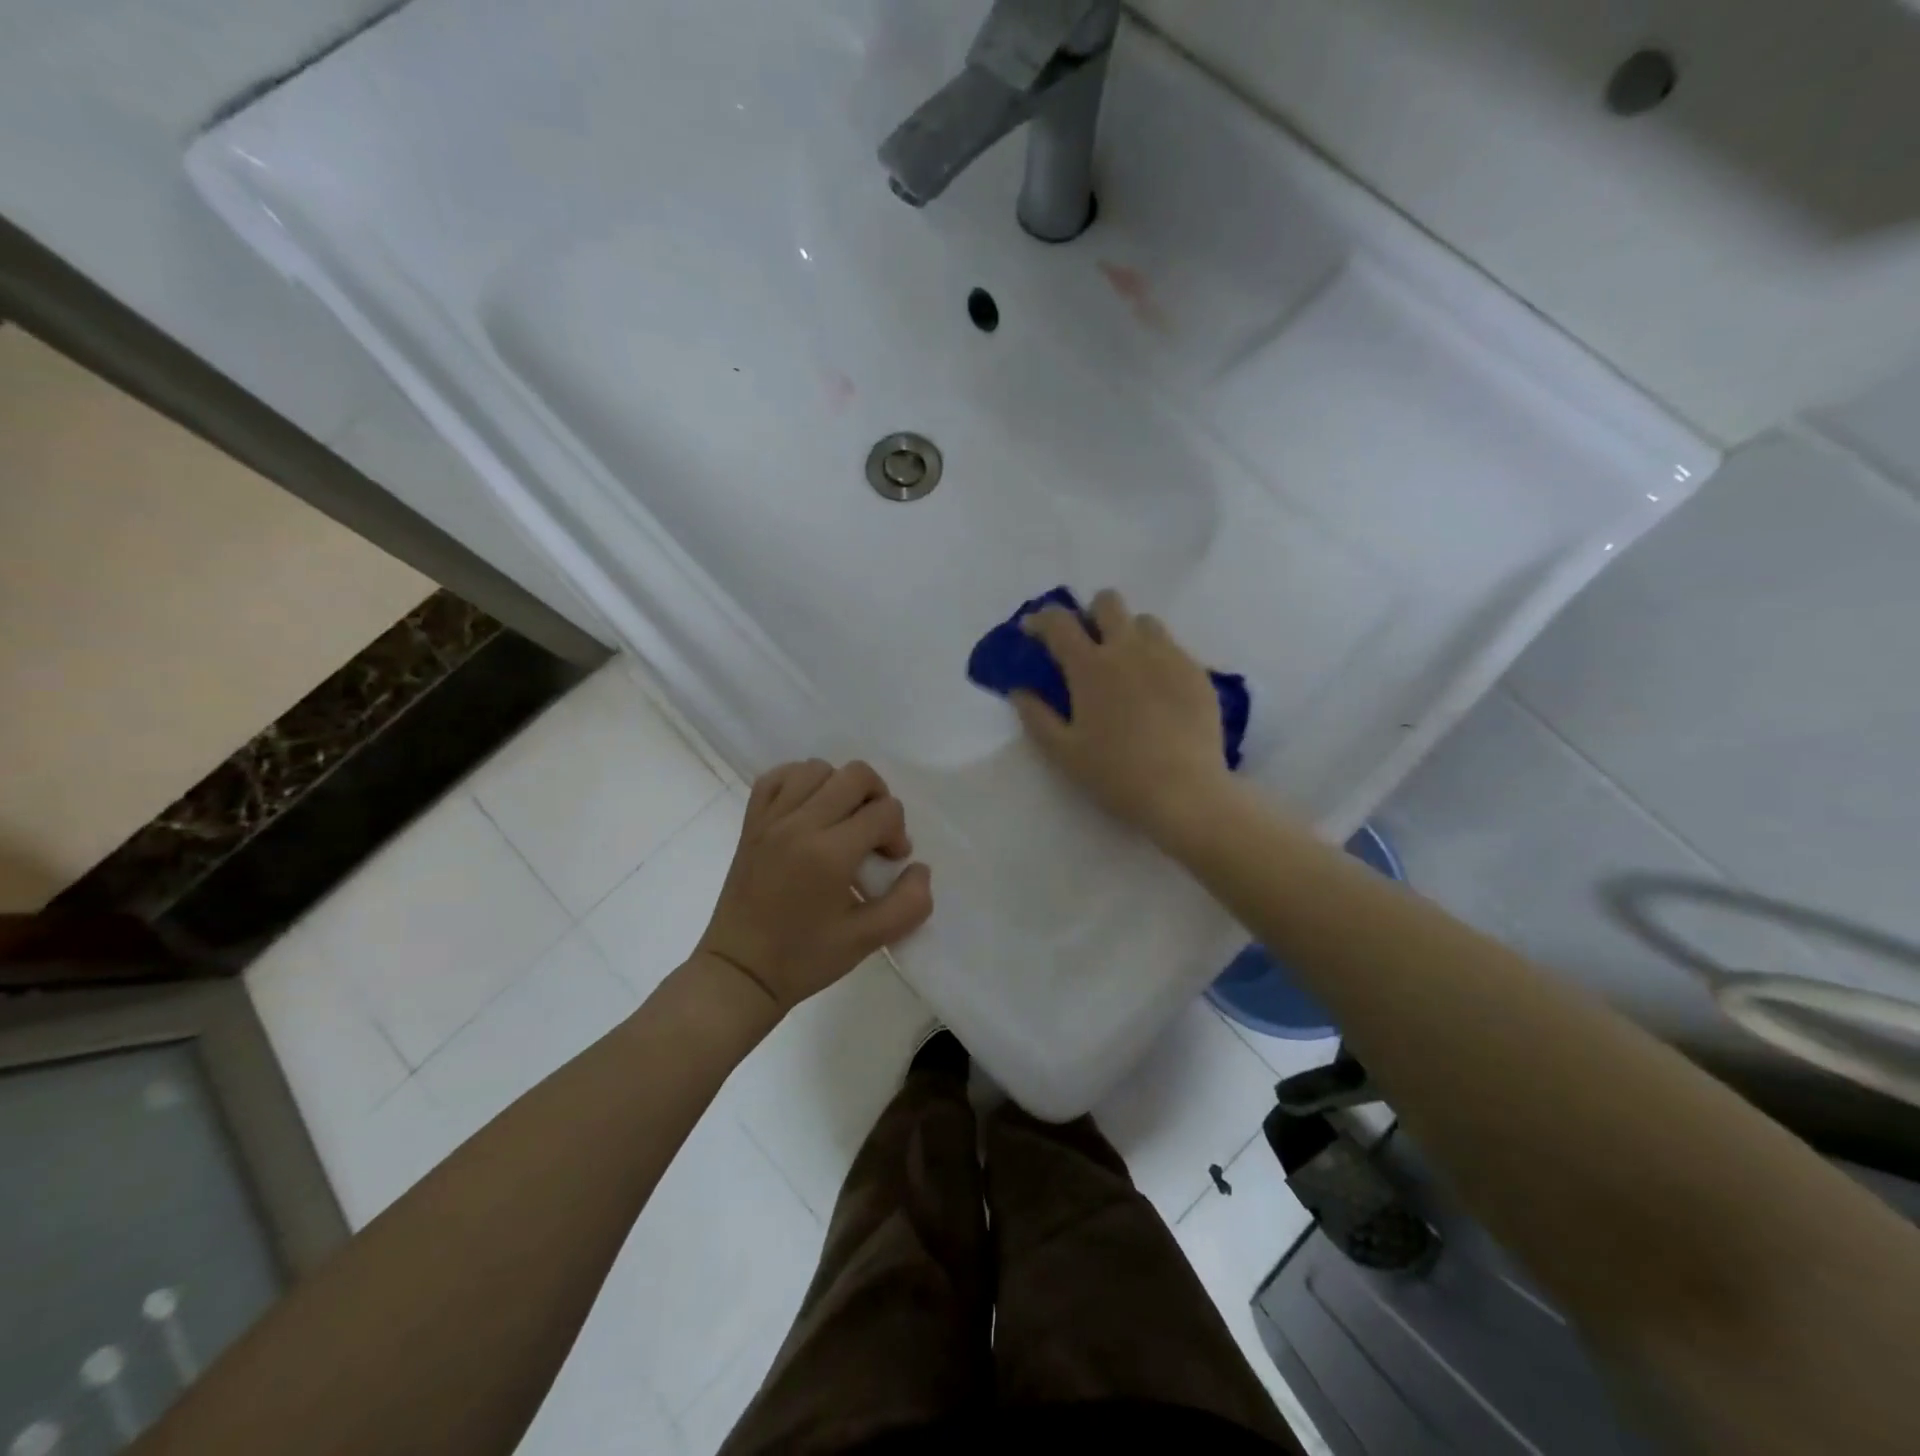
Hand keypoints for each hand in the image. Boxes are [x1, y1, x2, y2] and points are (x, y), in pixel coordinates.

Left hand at [697, 760, 932, 1014]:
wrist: (740, 972)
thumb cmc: (804, 958)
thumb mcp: (867, 941)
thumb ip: (907, 904)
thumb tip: (919, 869)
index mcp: (829, 853)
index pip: (884, 811)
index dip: (898, 834)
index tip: (889, 864)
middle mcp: (799, 824)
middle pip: (855, 775)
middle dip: (878, 799)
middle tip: (874, 835)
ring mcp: (771, 819)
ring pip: (817, 768)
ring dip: (840, 788)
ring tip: (842, 822)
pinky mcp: (751, 822)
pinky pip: (777, 777)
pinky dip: (800, 782)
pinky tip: (809, 809)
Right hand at [1014, 589, 1233, 838]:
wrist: (1184, 792)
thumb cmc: (1115, 774)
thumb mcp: (1063, 753)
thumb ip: (1036, 717)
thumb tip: (1019, 691)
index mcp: (1090, 666)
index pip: (1058, 622)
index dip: (1041, 620)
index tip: (1033, 631)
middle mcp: (1129, 648)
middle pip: (1107, 602)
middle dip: (1091, 613)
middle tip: (1087, 644)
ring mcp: (1168, 656)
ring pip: (1145, 621)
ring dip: (1128, 632)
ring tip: (1126, 665)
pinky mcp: (1197, 672)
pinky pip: (1173, 647)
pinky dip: (1157, 657)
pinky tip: (1157, 690)